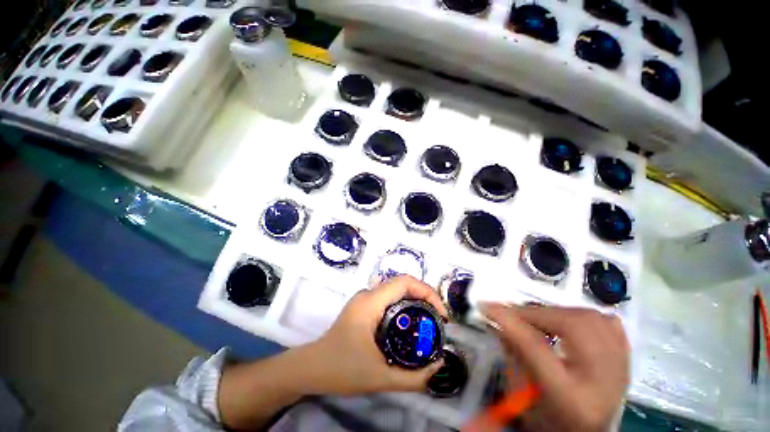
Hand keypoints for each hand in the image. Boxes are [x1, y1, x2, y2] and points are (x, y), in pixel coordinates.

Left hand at [304, 276, 447, 395]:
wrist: (311, 368)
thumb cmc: (341, 370)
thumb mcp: (380, 378)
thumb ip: (413, 378)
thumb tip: (438, 366)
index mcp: (371, 303)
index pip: (404, 282)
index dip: (427, 292)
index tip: (441, 314)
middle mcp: (368, 294)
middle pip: (402, 283)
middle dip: (425, 296)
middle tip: (439, 319)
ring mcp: (365, 298)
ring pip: (396, 289)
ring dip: (415, 299)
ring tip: (429, 320)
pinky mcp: (364, 306)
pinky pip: (390, 298)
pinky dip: (405, 305)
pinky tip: (411, 322)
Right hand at [483, 304, 629, 431]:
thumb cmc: (550, 421)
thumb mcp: (523, 394)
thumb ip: (511, 352)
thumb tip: (498, 318)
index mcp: (572, 399)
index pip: (537, 348)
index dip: (509, 321)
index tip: (486, 305)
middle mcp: (603, 382)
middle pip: (571, 327)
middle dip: (535, 313)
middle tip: (513, 313)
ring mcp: (621, 370)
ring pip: (590, 319)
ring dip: (556, 313)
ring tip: (538, 319)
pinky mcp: (626, 360)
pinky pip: (609, 324)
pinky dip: (584, 316)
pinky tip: (569, 321)